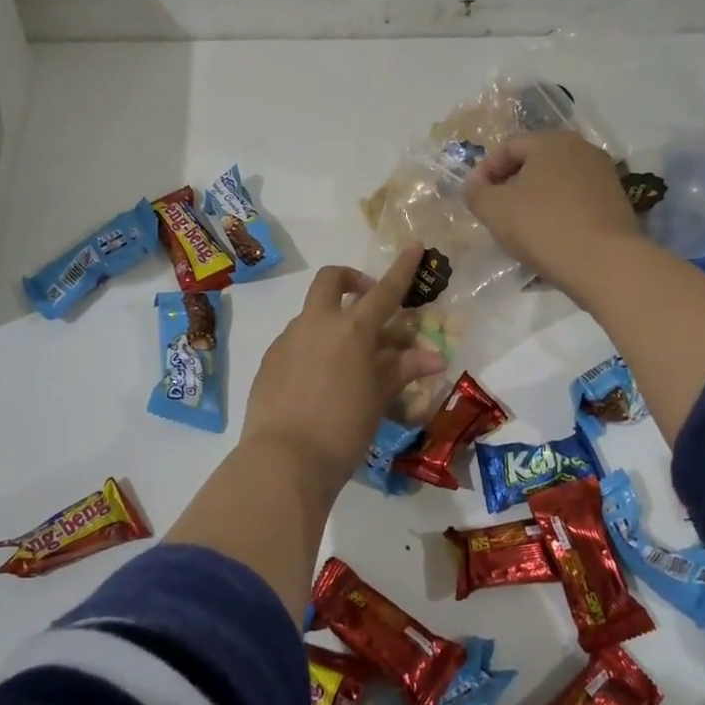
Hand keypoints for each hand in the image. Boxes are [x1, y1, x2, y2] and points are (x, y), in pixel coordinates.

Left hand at [242, 243, 446, 488]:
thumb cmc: (343, 429)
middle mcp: (316, 324)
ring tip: (348, 360)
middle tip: (366, 301)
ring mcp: (288, 339)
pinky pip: (296, 340)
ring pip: (312, 313)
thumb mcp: (378, 399)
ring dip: (332, 321)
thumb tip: (434, 356)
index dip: (402, 267)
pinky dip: (313, 347)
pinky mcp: (269, 360)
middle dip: (350, 280)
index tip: (414, 244)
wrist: (283, 460)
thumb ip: (402, 369)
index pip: (384, 291)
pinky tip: (320, 380)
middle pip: (331, 280)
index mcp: (351, 330)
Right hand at [462, 130, 644, 297]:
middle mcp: (582, 149)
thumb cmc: (543, 227)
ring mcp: (604, 176)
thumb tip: (474, 186)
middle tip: (495, 212)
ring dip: (535, 202)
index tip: (474, 198)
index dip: (485, 171)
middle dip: (511, 185)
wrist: (605, 263)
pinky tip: (549, 239)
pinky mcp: (617, 203)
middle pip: (536, 162)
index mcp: (552, 141)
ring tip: (521, 229)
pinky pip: (576, 203)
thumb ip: (476, 193)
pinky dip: (558, 215)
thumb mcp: (494, 209)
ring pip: (557, 184)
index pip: (509, 147)